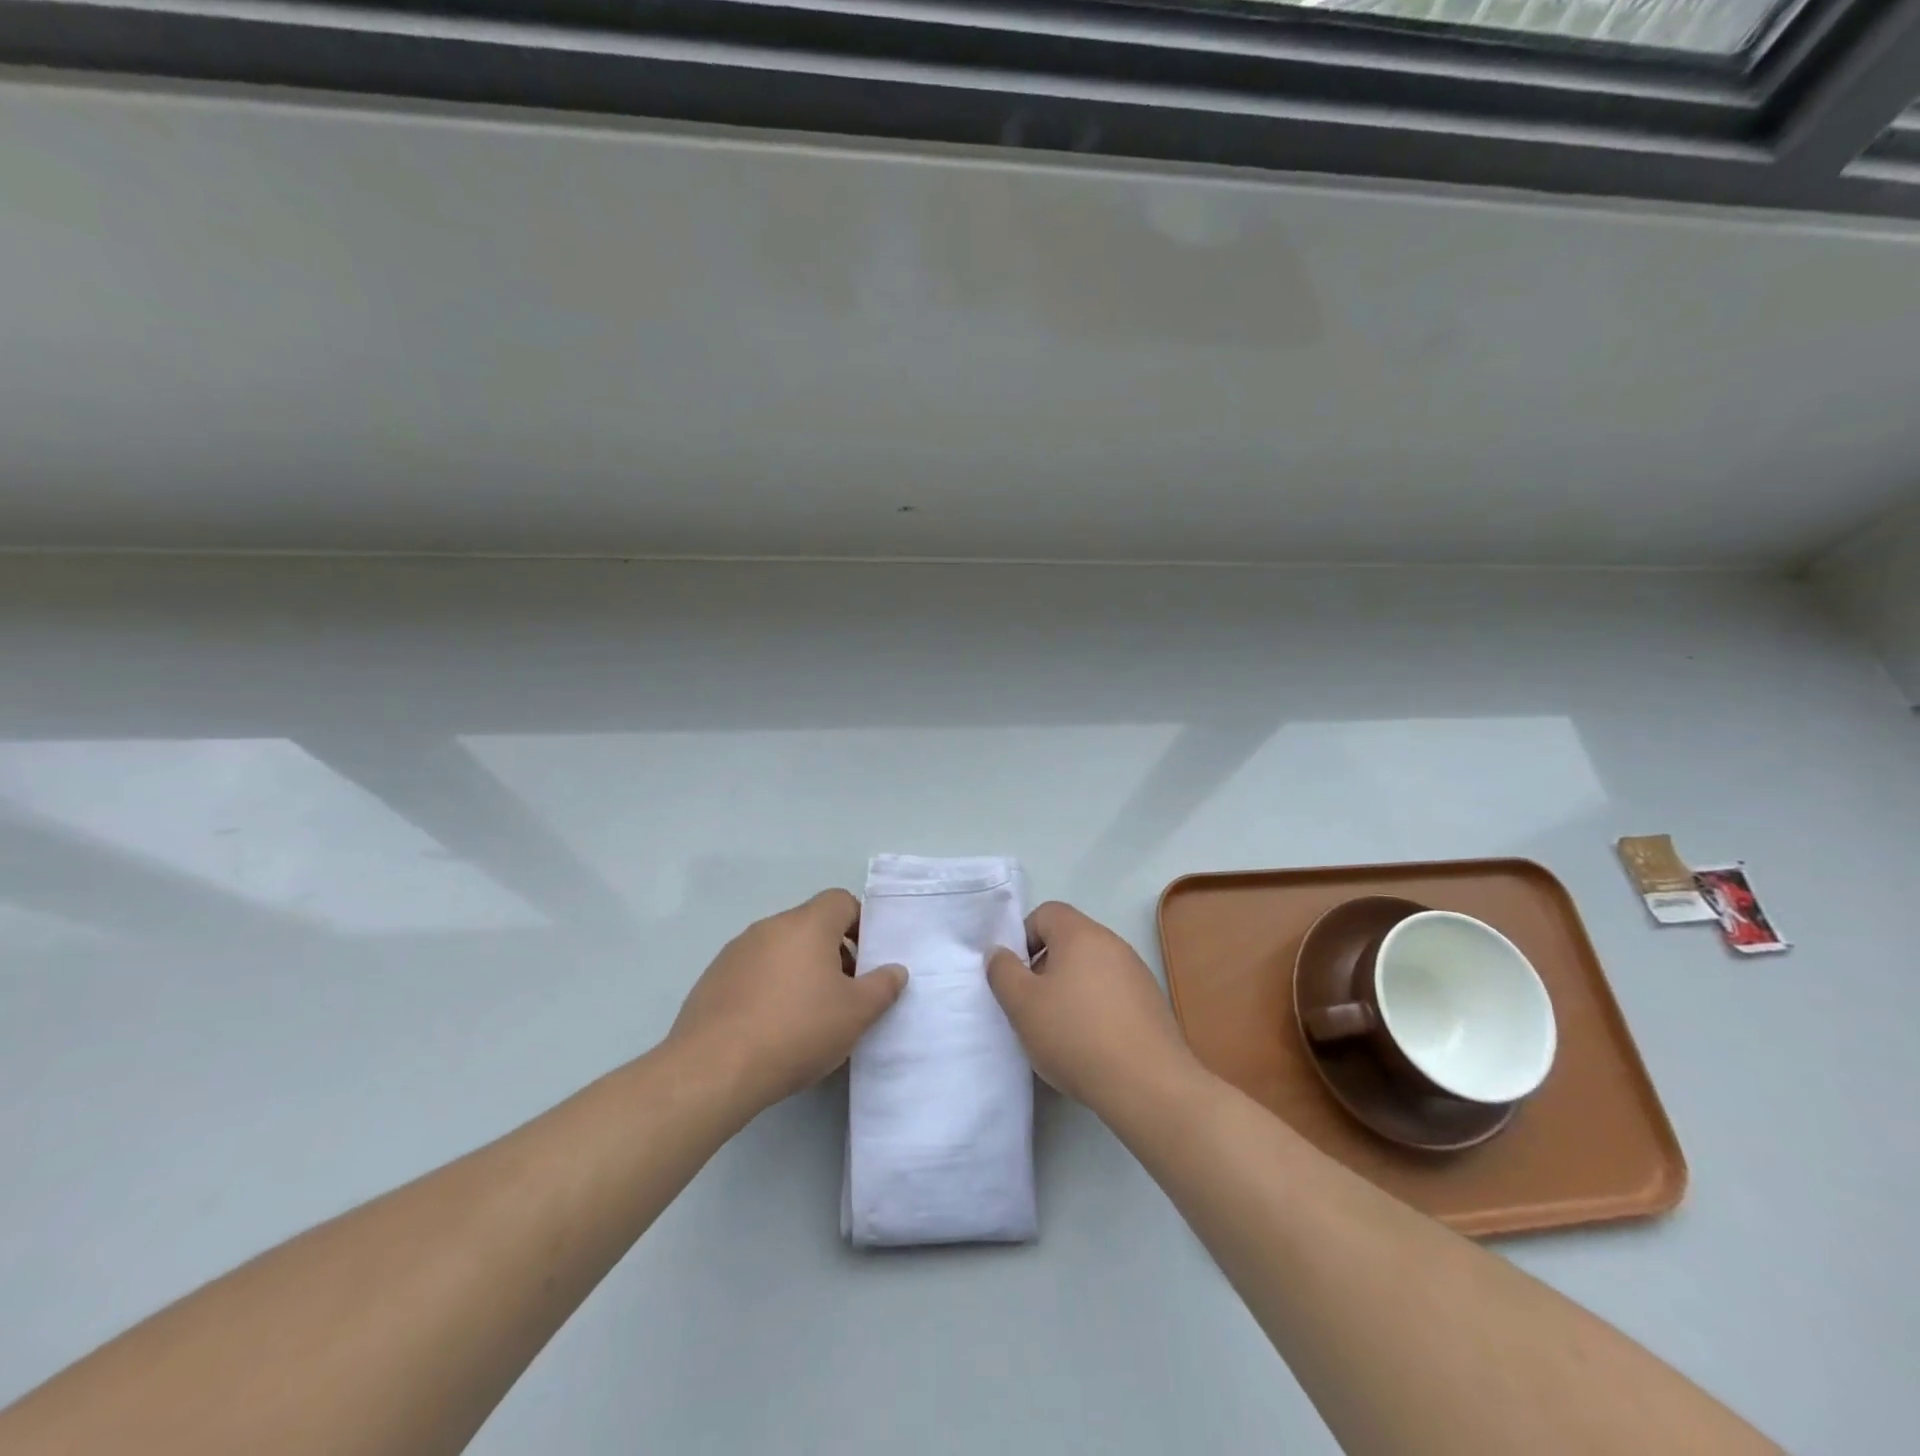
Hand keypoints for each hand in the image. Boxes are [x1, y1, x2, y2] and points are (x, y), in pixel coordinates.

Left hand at [669, 889, 906, 1113]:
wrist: (714, 1069)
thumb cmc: (797, 1031)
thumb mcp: (856, 1014)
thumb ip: (882, 986)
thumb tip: (896, 970)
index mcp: (807, 925)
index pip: (841, 901)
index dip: (860, 924)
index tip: (867, 961)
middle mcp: (770, 927)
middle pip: (811, 926)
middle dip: (833, 953)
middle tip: (844, 994)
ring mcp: (736, 952)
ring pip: (781, 950)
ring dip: (800, 971)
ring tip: (808, 1016)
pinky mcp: (713, 979)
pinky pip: (754, 972)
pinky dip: (769, 988)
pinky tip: (771, 1028)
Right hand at [987, 901, 1198, 1117]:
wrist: (1148, 1084)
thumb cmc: (1076, 1035)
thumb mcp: (1022, 1005)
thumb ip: (1003, 972)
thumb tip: (999, 952)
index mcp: (1081, 934)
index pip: (1046, 912)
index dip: (1024, 938)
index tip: (1018, 976)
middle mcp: (1112, 943)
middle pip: (1069, 940)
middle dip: (1046, 967)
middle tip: (1034, 1006)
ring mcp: (1137, 972)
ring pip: (1091, 968)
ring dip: (1071, 990)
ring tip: (1062, 1030)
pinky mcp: (1152, 1002)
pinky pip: (1113, 992)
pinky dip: (1097, 1008)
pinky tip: (1092, 1044)